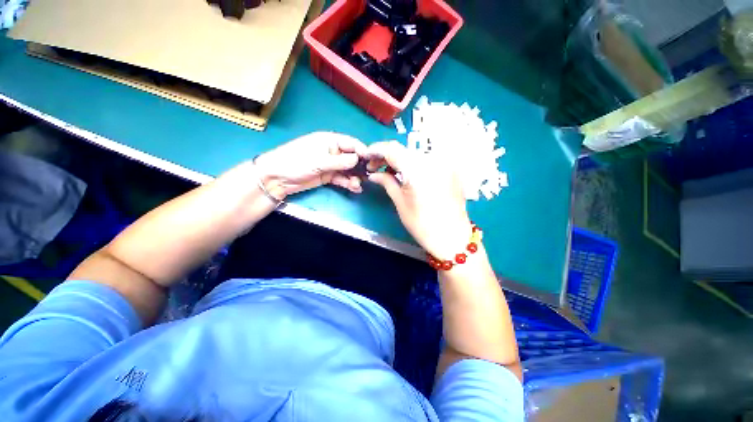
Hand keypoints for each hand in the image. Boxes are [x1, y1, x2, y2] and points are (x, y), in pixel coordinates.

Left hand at [254, 132, 367, 199]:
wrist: (276, 179)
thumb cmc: (295, 162)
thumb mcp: (318, 160)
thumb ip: (340, 161)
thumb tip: (358, 159)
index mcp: (329, 140)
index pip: (351, 143)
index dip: (362, 151)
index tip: (372, 161)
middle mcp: (332, 151)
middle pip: (352, 157)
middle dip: (360, 167)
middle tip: (368, 177)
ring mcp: (330, 165)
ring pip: (348, 170)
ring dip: (355, 177)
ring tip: (357, 186)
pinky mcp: (328, 176)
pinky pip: (342, 179)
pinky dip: (348, 183)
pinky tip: (355, 189)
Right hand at [365, 141, 471, 258]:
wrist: (452, 237)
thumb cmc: (422, 224)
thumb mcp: (400, 202)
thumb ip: (386, 182)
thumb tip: (373, 174)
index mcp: (418, 169)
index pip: (392, 149)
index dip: (376, 150)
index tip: (365, 155)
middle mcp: (433, 159)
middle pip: (404, 149)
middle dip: (386, 156)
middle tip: (374, 168)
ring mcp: (444, 163)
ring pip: (414, 154)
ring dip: (400, 159)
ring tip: (389, 171)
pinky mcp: (450, 168)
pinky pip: (427, 160)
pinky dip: (413, 163)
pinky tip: (406, 173)